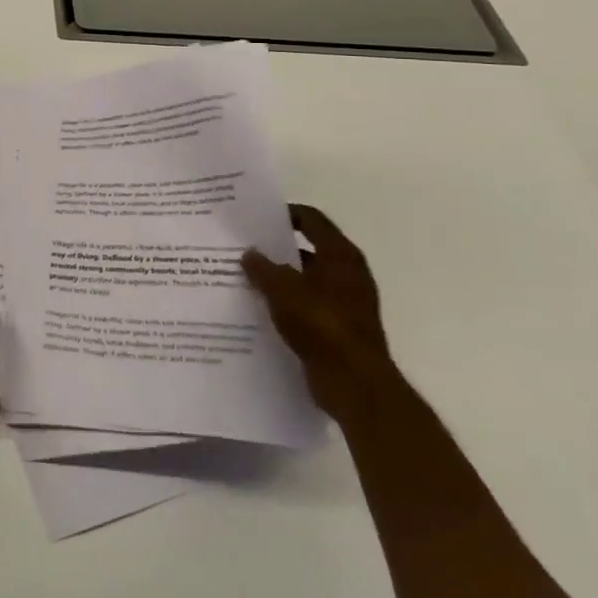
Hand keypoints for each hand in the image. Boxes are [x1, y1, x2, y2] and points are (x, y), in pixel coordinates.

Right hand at [242, 204, 395, 421]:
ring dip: (279, 280)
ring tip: (244, 278)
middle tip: (244, 247)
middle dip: (276, 250)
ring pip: (305, 281)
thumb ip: (262, 268)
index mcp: (341, 255)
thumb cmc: (322, 324)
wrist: (354, 383)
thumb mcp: (283, 289)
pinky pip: (306, 307)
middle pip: (307, 250)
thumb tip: (249, 254)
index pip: (312, 220)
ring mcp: (346, 304)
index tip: (256, 217)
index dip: (285, 214)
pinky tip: (259, 309)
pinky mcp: (338, 330)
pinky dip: (286, 305)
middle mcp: (347, 275)